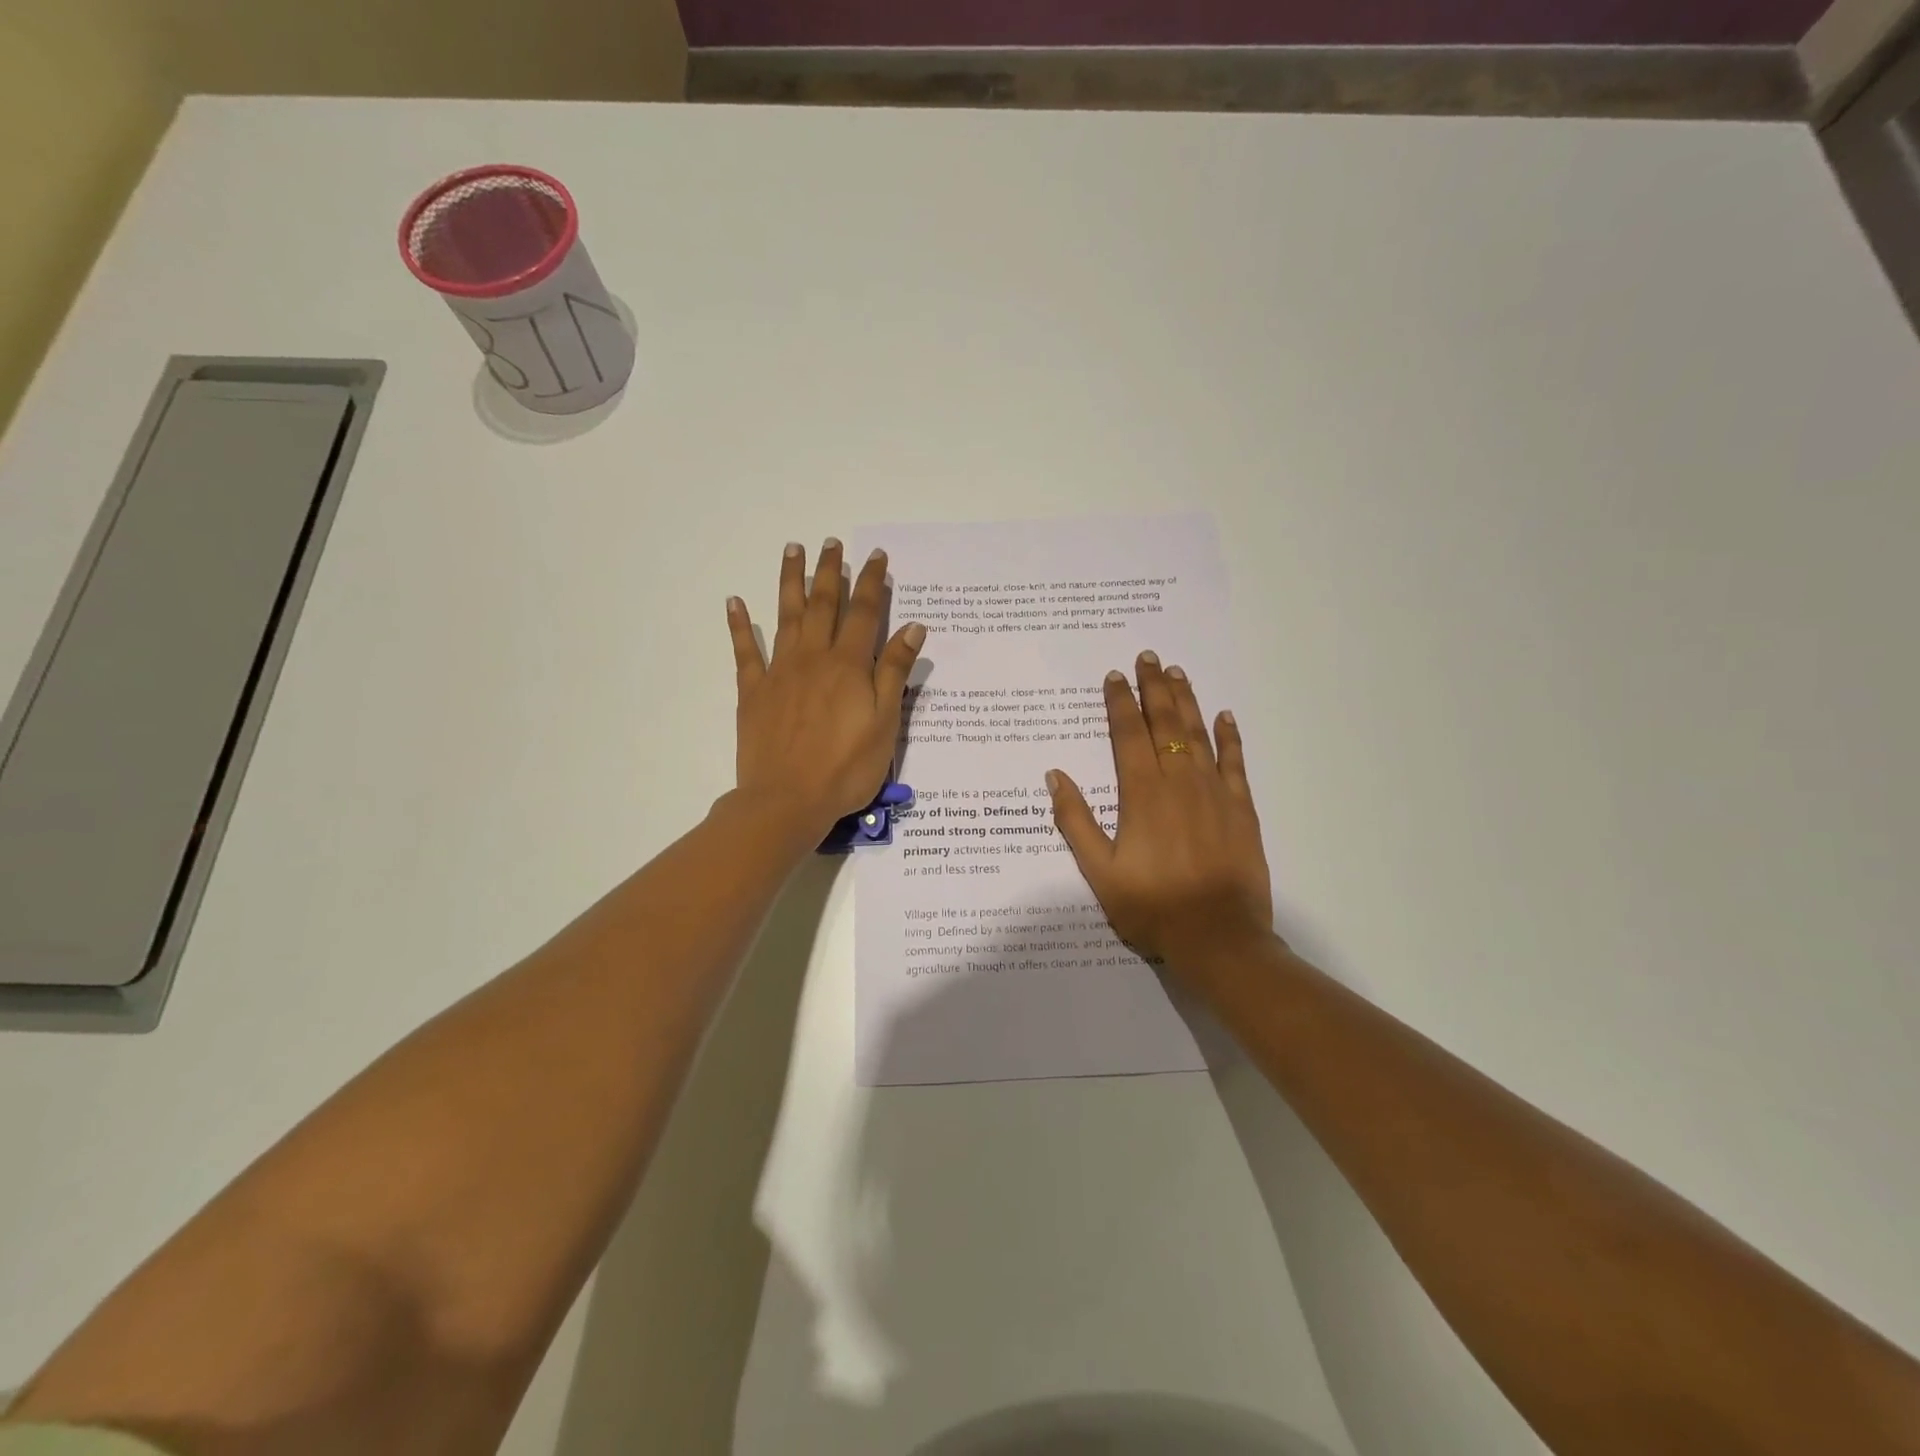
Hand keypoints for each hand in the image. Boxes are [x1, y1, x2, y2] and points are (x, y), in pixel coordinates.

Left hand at [727, 539, 925, 842]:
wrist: (787, 800)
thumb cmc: (846, 768)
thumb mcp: (885, 724)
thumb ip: (894, 672)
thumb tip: (912, 627)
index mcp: (849, 666)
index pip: (864, 613)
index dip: (871, 582)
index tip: (876, 557)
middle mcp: (813, 658)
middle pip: (823, 605)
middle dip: (830, 572)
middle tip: (831, 543)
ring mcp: (779, 672)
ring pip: (786, 616)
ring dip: (791, 581)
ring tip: (793, 550)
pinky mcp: (753, 692)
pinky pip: (745, 651)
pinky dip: (739, 625)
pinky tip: (735, 602)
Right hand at [1048, 653, 1273, 977]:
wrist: (1217, 937)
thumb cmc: (1151, 906)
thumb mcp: (1098, 870)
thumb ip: (1075, 820)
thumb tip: (1055, 775)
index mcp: (1142, 793)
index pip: (1128, 734)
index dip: (1120, 702)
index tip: (1114, 676)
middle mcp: (1179, 781)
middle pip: (1166, 723)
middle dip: (1154, 687)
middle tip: (1148, 657)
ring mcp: (1215, 792)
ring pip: (1200, 733)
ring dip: (1187, 700)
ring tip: (1177, 673)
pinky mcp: (1242, 808)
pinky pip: (1236, 762)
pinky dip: (1230, 736)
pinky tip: (1225, 716)